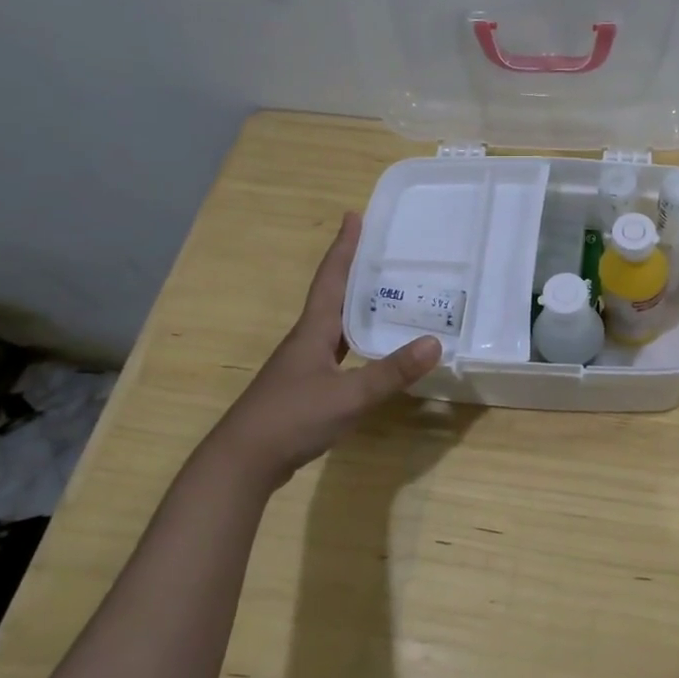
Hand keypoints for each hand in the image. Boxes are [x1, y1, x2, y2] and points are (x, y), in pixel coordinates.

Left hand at [214, 211, 440, 488]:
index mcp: (313, 330)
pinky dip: (354, 338)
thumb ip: (391, 372)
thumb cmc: (292, 419)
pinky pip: (335, 348)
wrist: (242, 462)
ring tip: (384, 293)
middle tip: (381, 250)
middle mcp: (306, 339)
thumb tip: (435, 343)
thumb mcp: (349, 395)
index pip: (331, 278)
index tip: (354, 215)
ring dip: (355, 304)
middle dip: (353, 269)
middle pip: (332, 294)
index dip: (343, 247)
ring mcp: (302, 364)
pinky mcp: (304, 386)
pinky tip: (370, 348)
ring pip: (334, 323)